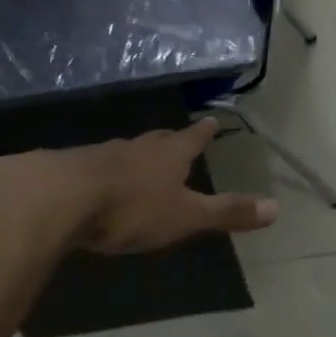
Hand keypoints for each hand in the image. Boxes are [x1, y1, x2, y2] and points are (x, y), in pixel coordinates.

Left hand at [16, 119, 276, 253]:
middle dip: (169, 141)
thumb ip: (227, 212)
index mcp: (168, 154)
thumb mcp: (186, 216)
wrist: (58, 199)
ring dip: (135, 156)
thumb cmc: (132, 207)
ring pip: (125, 151)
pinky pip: (93, 166)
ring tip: (139, 163)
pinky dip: (102, 171)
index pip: (192, 138)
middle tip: (175, 139)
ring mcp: (99, 154)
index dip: (203, 132)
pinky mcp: (68, 168)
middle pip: (158, 140)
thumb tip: (277, 208)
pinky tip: (96, 182)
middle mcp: (136, 147)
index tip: (211, 120)